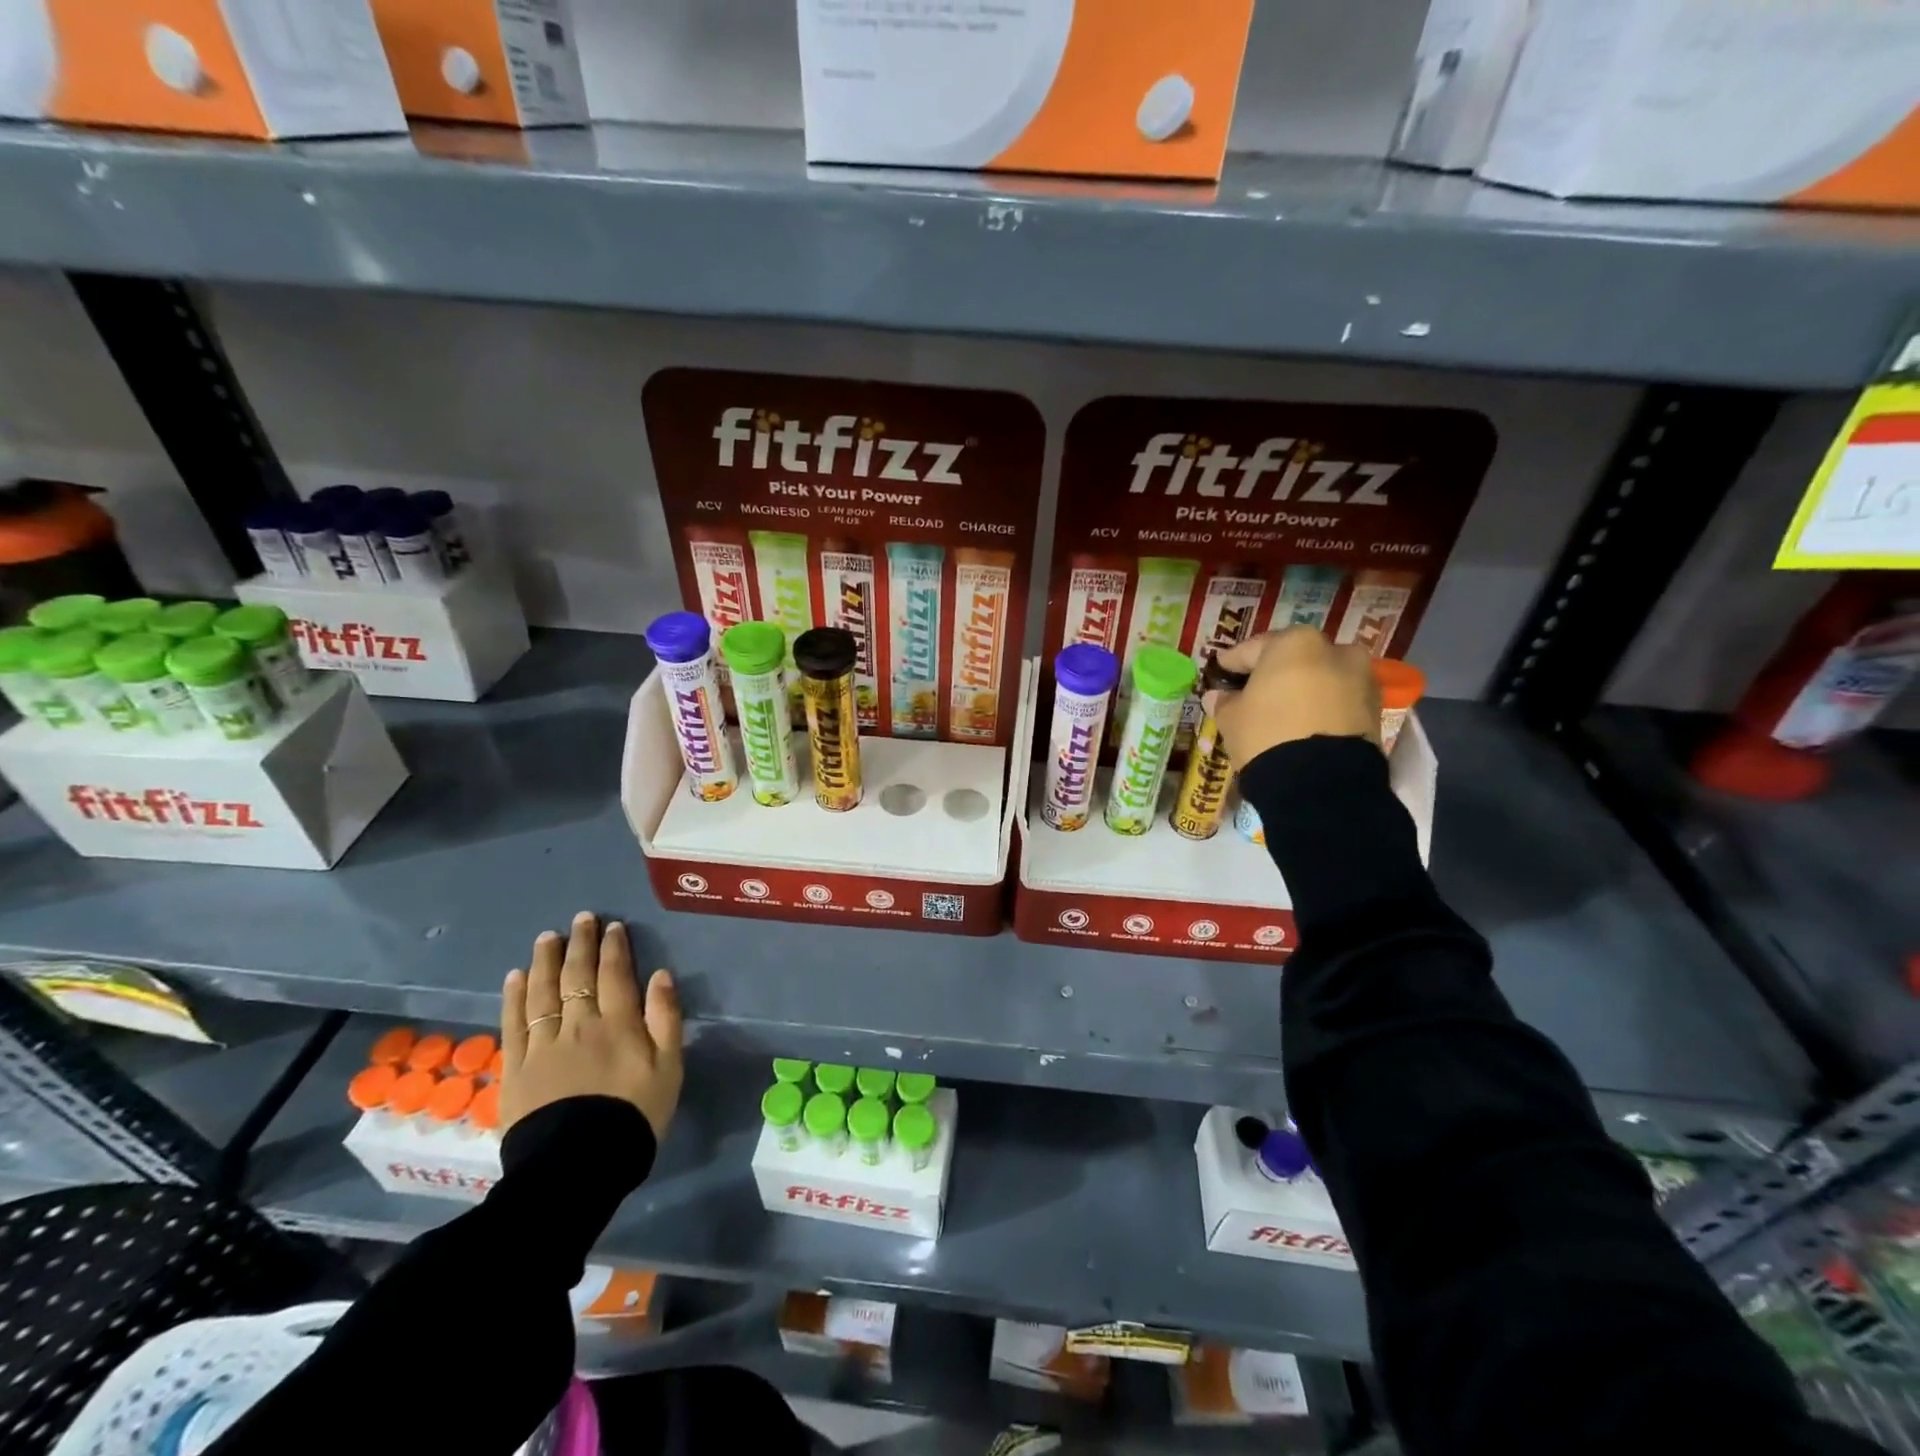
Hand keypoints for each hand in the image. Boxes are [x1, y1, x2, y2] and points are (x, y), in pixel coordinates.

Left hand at [500, 912, 683, 1141]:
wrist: (576, 1168)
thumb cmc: (633, 1116)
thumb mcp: (669, 1068)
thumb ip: (666, 1019)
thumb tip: (660, 975)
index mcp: (618, 1024)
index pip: (615, 974)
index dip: (614, 948)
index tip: (613, 927)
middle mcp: (578, 1025)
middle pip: (577, 975)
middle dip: (581, 944)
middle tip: (581, 919)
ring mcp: (543, 1045)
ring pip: (543, 992)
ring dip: (546, 961)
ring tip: (548, 938)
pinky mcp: (516, 1068)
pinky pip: (514, 1023)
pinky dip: (515, 996)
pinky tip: (516, 977)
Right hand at [1204, 627, 1380, 766]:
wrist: (1322, 782)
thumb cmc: (1267, 735)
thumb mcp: (1232, 719)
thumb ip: (1225, 702)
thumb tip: (1219, 697)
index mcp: (1294, 643)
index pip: (1253, 649)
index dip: (1232, 662)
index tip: (1220, 671)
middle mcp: (1334, 650)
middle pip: (1294, 659)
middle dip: (1274, 674)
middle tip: (1253, 692)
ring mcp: (1361, 679)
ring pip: (1321, 679)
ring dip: (1303, 690)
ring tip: (1281, 712)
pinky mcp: (1375, 710)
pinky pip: (1339, 701)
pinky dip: (1322, 708)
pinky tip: (1304, 725)